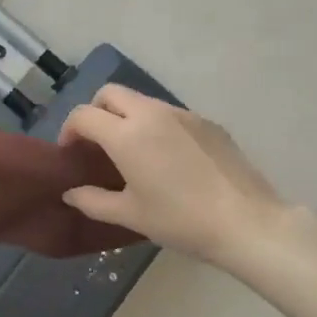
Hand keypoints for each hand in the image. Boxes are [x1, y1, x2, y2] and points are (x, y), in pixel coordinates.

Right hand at [58, 85, 286, 269]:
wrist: (246, 222)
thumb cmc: (180, 220)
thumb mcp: (130, 215)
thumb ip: (93, 201)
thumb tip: (71, 193)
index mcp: (127, 135)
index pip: (84, 115)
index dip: (69, 131)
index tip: (71, 153)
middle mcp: (153, 113)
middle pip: (111, 94)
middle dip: (96, 112)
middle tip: (97, 144)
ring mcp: (184, 115)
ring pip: (142, 102)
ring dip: (127, 118)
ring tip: (133, 153)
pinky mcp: (208, 123)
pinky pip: (170, 115)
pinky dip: (156, 127)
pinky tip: (168, 160)